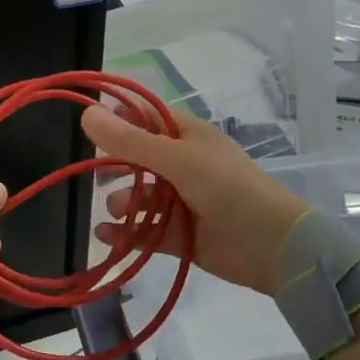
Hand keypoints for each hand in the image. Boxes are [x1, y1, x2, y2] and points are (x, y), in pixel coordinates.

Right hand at [83, 105, 307, 296]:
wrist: (273, 247)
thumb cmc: (228, 189)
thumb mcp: (178, 159)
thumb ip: (131, 141)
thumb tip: (86, 113)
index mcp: (187, 136)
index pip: (145, 116)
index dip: (117, 117)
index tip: (86, 124)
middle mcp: (182, 164)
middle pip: (137, 158)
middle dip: (114, 165)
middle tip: (94, 174)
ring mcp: (180, 200)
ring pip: (139, 196)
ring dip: (123, 201)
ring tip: (118, 210)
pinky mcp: (179, 234)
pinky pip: (144, 230)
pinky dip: (125, 232)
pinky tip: (105, 235)